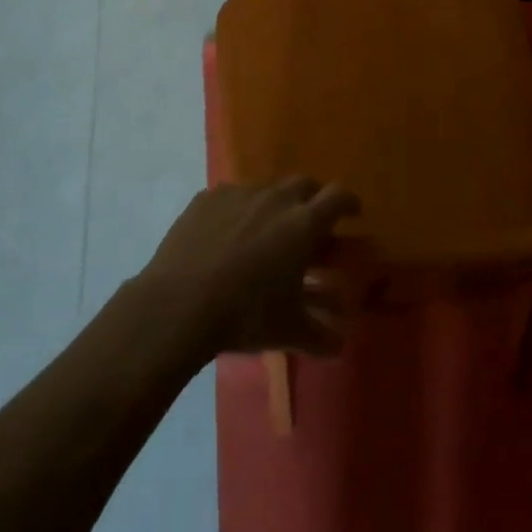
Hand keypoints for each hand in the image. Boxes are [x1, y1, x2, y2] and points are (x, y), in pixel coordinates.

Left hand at [135, 178, 361, 358]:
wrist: (178, 304)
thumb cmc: (245, 314)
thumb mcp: (287, 330)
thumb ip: (318, 335)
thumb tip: (339, 347)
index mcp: (303, 223)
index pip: (338, 197)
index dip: (349, 202)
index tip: (353, 212)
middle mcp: (275, 198)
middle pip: (304, 184)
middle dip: (312, 199)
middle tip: (310, 221)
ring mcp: (240, 194)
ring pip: (267, 189)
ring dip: (274, 204)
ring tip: (266, 230)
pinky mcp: (208, 198)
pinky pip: (231, 197)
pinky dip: (238, 210)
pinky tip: (227, 234)